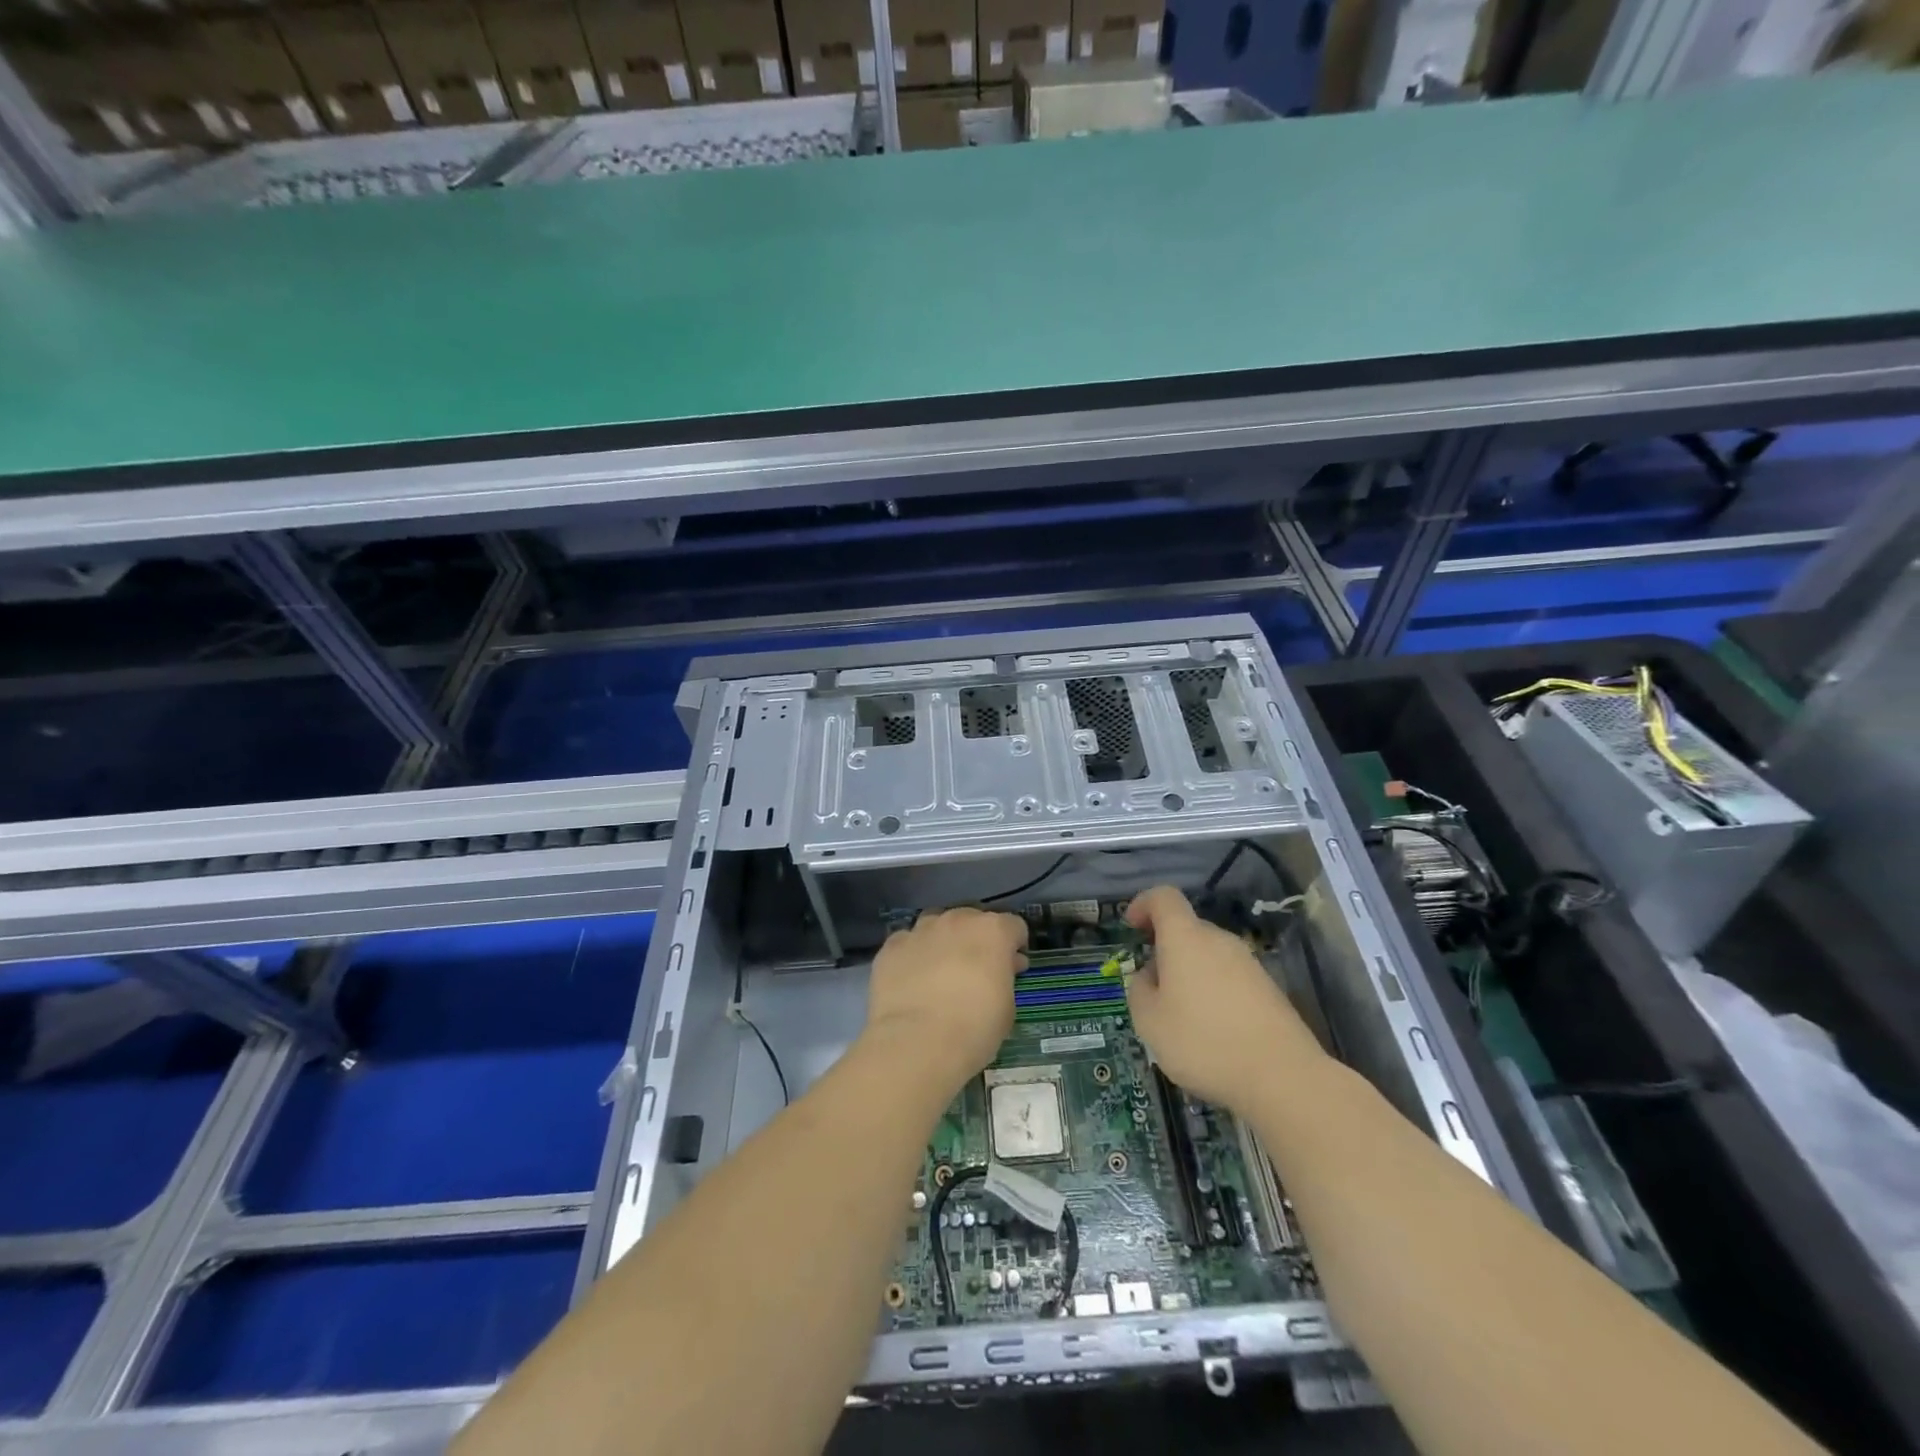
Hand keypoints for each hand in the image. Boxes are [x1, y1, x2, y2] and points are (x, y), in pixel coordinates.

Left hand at [864, 908, 1027, 1091]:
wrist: (916, 1043)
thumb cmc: (973, 1028)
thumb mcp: (1006, 1008)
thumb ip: (1005, 978)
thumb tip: (1002, 967)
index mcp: (992, 931)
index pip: (1013, 926)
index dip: (1014, 946)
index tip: (1011, 967)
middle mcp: (956, 920)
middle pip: (972, 920)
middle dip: (977, 940)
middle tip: (975, 971)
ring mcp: (920, 930)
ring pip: (936, 925)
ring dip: (943, 941)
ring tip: (940, 972)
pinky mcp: (891, 946)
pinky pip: (907, 943)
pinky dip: (912, 955)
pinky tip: (911, 980)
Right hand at [1124, 885, 1325, 1111]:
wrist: (1283, 1077)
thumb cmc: (1203, 1042)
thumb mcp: (1149, 1021)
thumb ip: (1139, 990)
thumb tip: (1150, 976)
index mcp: (1186, 938)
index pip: (1164, 897)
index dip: (1143, 904)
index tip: (1130, 927)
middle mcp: (1219, 940)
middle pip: (1187, 928)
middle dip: (1165, 949)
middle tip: (1151, 987)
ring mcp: (1249, 963)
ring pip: (1209, 955)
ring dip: (1189, 973)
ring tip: (1181, 1016)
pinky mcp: (1269, 989)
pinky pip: (1230, 977)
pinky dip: (1214, 992)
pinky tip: (1213, 1031)